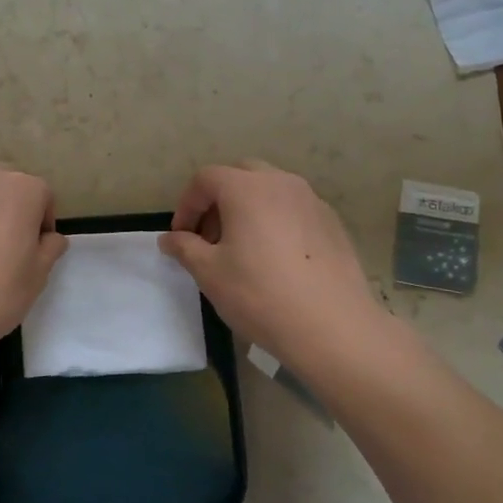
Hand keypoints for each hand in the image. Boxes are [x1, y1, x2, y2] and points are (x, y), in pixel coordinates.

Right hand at [159, 161, 397, 381]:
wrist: (333, 327)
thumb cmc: (260, 294)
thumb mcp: (209, 273)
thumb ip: (184, 248)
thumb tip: (169, 239)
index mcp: (246, 188)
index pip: (206, 179)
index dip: (187, 204)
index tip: (181, 236)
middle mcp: (281, 183)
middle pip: (240, 175)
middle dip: (218, 200)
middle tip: (210, 238)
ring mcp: (312, 201)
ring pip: (270, 190)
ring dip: (248, 209)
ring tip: (242, 248)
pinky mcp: (332, 223)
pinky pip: (294, 210)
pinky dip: (276, 221)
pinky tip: (276, 259)